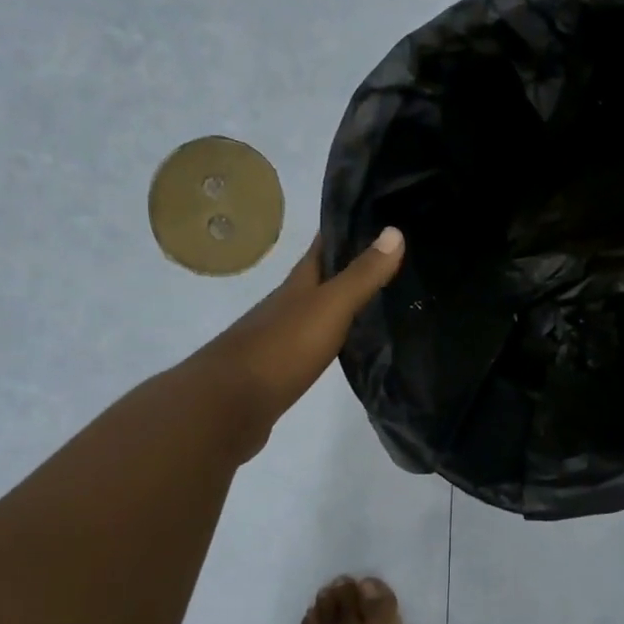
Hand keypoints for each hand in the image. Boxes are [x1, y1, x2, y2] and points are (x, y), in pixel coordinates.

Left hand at [186, 227, 404, 459]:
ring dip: (345, 302)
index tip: (380, 216)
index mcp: (298, 284)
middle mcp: (288, 304)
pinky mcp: (283, 370)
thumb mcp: (329, 307)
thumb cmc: (281, 348)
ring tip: (384, 300)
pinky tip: (353, 344)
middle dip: (352, 265)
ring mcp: (282, 337)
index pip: (324, 245)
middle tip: (394, 260)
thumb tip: (395, 231)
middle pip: (321, 277)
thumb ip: (361, 275)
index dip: (348, 227)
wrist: (228, 406)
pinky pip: (315, 343)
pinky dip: (336, 337)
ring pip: (319, 310)